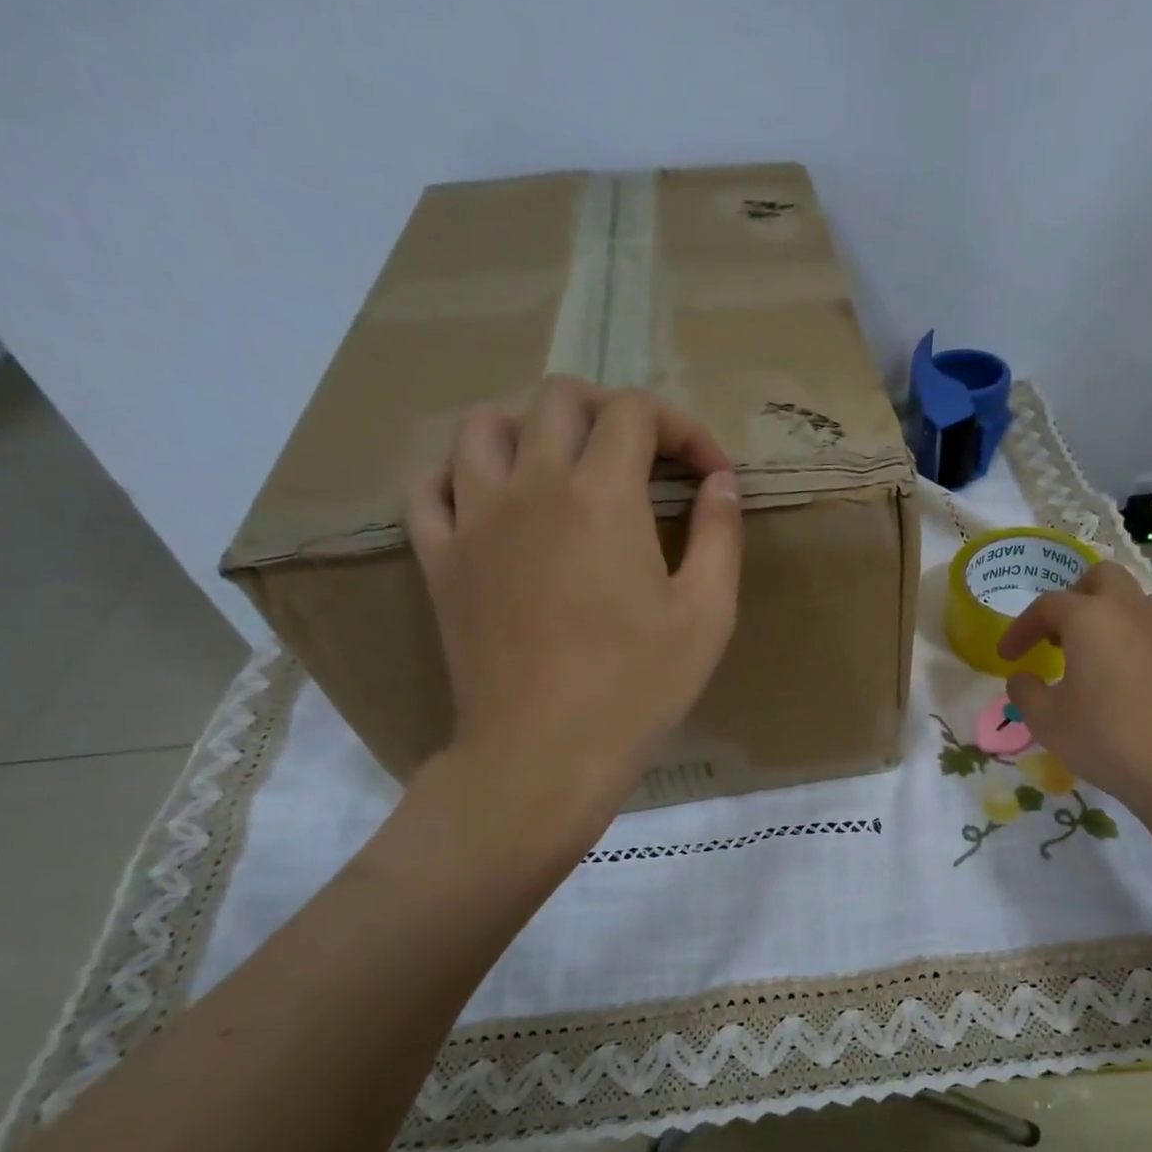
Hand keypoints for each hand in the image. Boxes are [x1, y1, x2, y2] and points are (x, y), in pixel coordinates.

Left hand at [407, 377, 740, 831]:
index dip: (683, 429)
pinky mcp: (439, 558)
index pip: (637, 412)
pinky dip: (463, 473)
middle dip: (612, 413)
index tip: (710, 475)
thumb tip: (721, 482)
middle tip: (645, 460)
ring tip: (566, 465)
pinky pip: (431, 485)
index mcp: (602, 495)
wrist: (544, 753)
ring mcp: (473, 518)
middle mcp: (530, 484)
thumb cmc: (638, 688)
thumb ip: (720, 535)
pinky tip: (495, 500)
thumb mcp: (708, 614)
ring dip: (532, 426)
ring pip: (483, 424)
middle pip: (560, 398)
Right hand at [997, 562, 1151, 835]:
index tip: (1009, 656)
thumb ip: (1026, 693)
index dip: (1021, 628)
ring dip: (1116, 618)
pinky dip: (1145, 647)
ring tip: (1102, 655)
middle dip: (1076, 597)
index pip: (1047, 605)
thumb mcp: (1048, 723)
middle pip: (1103, 577)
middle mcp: (1136, 612)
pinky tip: (1140, 686)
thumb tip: (1022, 678)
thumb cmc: (1110, 741)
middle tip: (1061, 635)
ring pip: (1142, 602)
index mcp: (1092, 619)